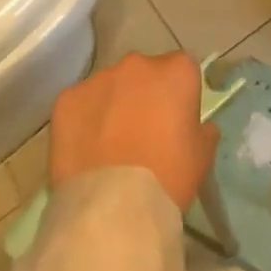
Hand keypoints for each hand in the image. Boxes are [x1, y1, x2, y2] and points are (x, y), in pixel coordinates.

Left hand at [50, 52, 220, 210]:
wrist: (113, 207)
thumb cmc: (169, 177)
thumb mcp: (202, 156)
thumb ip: (203, 130)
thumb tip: (199, 126)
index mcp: (176, 71)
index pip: (181, 70)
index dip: (178, 95)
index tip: (174, 121)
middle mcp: (137, 64)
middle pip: (143, 73)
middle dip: (143, 95)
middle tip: (141, 133)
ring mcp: (98, 78)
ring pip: (109, 87)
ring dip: (112, 106)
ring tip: (109, 146)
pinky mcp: (67, 98)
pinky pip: (79, 104)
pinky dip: (83, 120)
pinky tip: (85, 151)